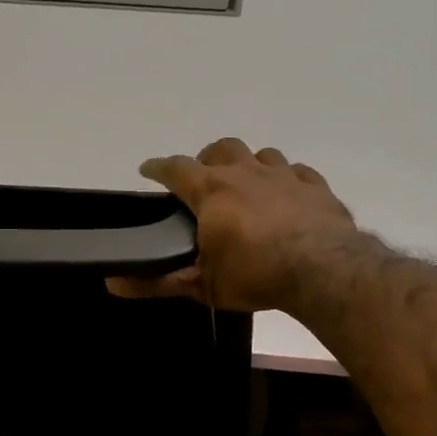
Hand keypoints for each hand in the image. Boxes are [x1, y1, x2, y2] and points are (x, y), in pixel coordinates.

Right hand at [110, 138, 356, 311]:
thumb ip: (157, 283)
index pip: (175, 168)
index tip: (147, 170)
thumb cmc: (255, 276)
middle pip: (220, 148)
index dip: (158, 167)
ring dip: (247, 165)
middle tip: (203, 182)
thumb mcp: (202, 287)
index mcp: (212, 191)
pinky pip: (296, 172)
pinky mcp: (315, 186)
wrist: (324, 270)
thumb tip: (112, 283)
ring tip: (246, 186)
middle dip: (206, 159)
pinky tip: (287, 195)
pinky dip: (286, 179)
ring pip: (260, 154)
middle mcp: (246, 172)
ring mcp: (284, 175)